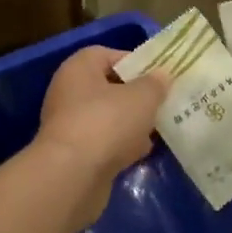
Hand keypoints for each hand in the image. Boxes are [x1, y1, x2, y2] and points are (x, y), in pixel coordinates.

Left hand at [35, 47, 167, 217]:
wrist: (72, 176)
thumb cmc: (106, 123)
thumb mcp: (142, 97)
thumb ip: (155, 84)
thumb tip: (162, 75)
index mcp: (79, 68)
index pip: (108, 55)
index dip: (135, 62)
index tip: (159, 76)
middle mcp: (69, 91)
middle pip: (109, 87)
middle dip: (136, 97)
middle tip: (162, 104)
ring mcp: (69, 124)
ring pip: (107, 117)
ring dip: (130, 123)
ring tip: (157, 130)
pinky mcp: (73, 154)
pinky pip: (103, 142)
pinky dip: (120, 146)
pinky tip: (140, 154)